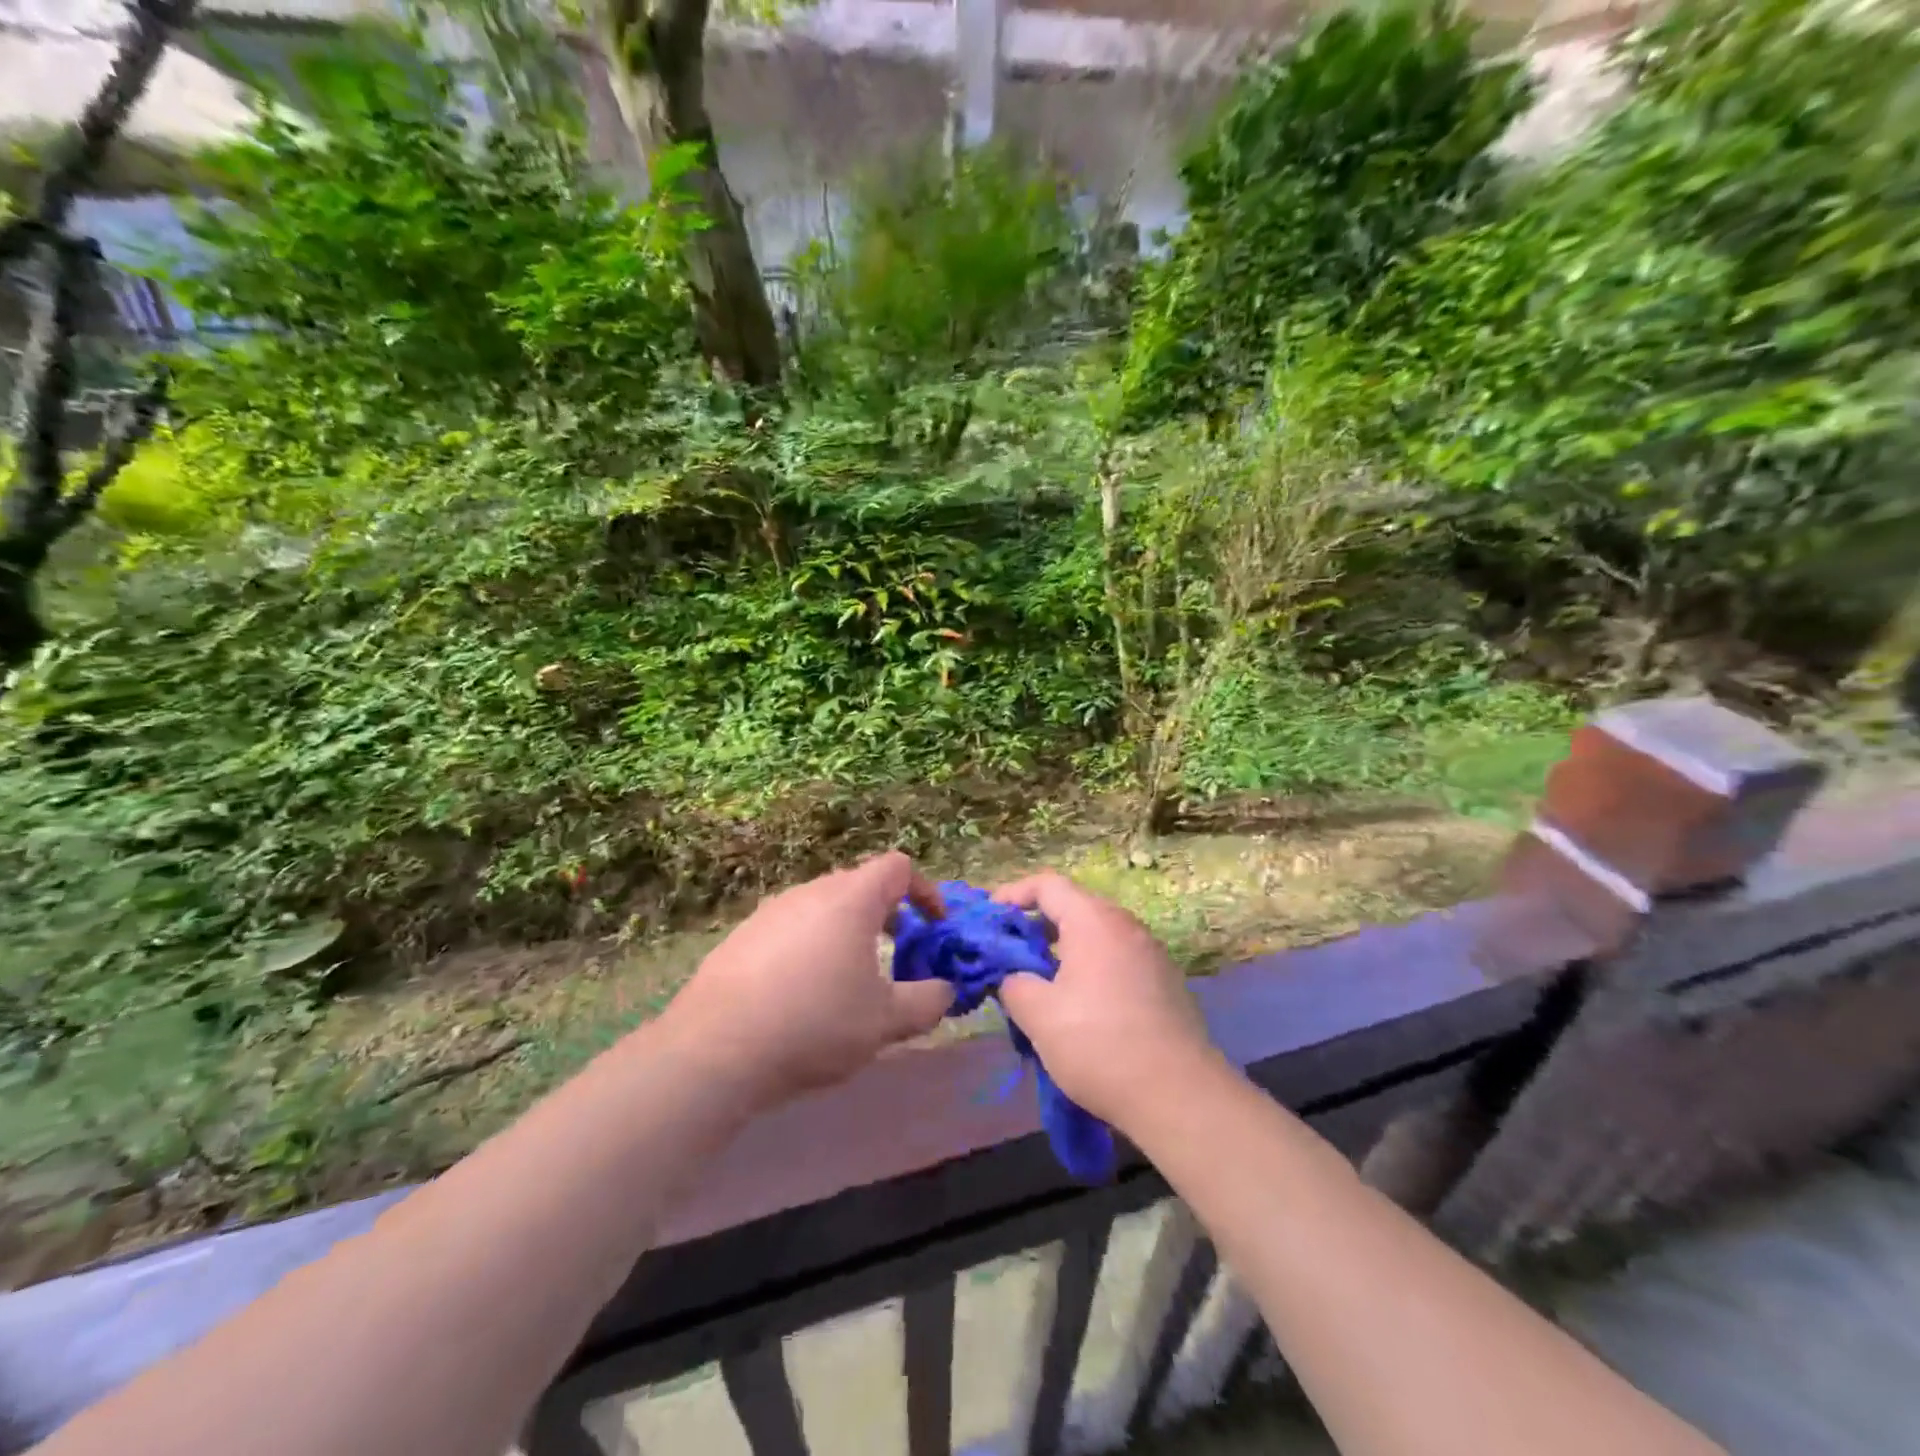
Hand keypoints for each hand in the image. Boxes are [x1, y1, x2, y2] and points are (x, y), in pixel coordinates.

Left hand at [659, 852, 955, 1110]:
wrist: (715, 1049)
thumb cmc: (815, 1024)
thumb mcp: (885, 1022)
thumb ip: (927, 1002)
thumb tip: (944, 990)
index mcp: (851, 899)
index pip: (898, 867)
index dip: (925, 890)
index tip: (934, 925)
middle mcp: (810, 892)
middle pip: (859, 885)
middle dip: (887, 913)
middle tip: (897, 953)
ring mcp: (770, 912)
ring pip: (823, 908)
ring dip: (848, 931)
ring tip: (850, 978)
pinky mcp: (740, 936)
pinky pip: (790, 929)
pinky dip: (811, 947)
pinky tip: (801, 995)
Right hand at [991, 871, 1218, 1126]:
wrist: (1179, 1096)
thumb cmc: (1098, 1044)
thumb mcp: (1038, 1015)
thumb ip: (1012, 983)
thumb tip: (1010, 976)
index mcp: (1094, 921)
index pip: (1046, 885)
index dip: (1012, 894)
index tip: (989, 920)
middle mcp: (1126, 925)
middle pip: (1073, 907)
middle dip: (1035, 925)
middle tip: (1009, 955)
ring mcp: (1151, 953)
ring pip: (1096, 936)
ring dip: (1063, 951)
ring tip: (1039, 984)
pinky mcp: (1165, 983)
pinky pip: (1116, 959)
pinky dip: (1089, 969)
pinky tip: (1079, 1007)